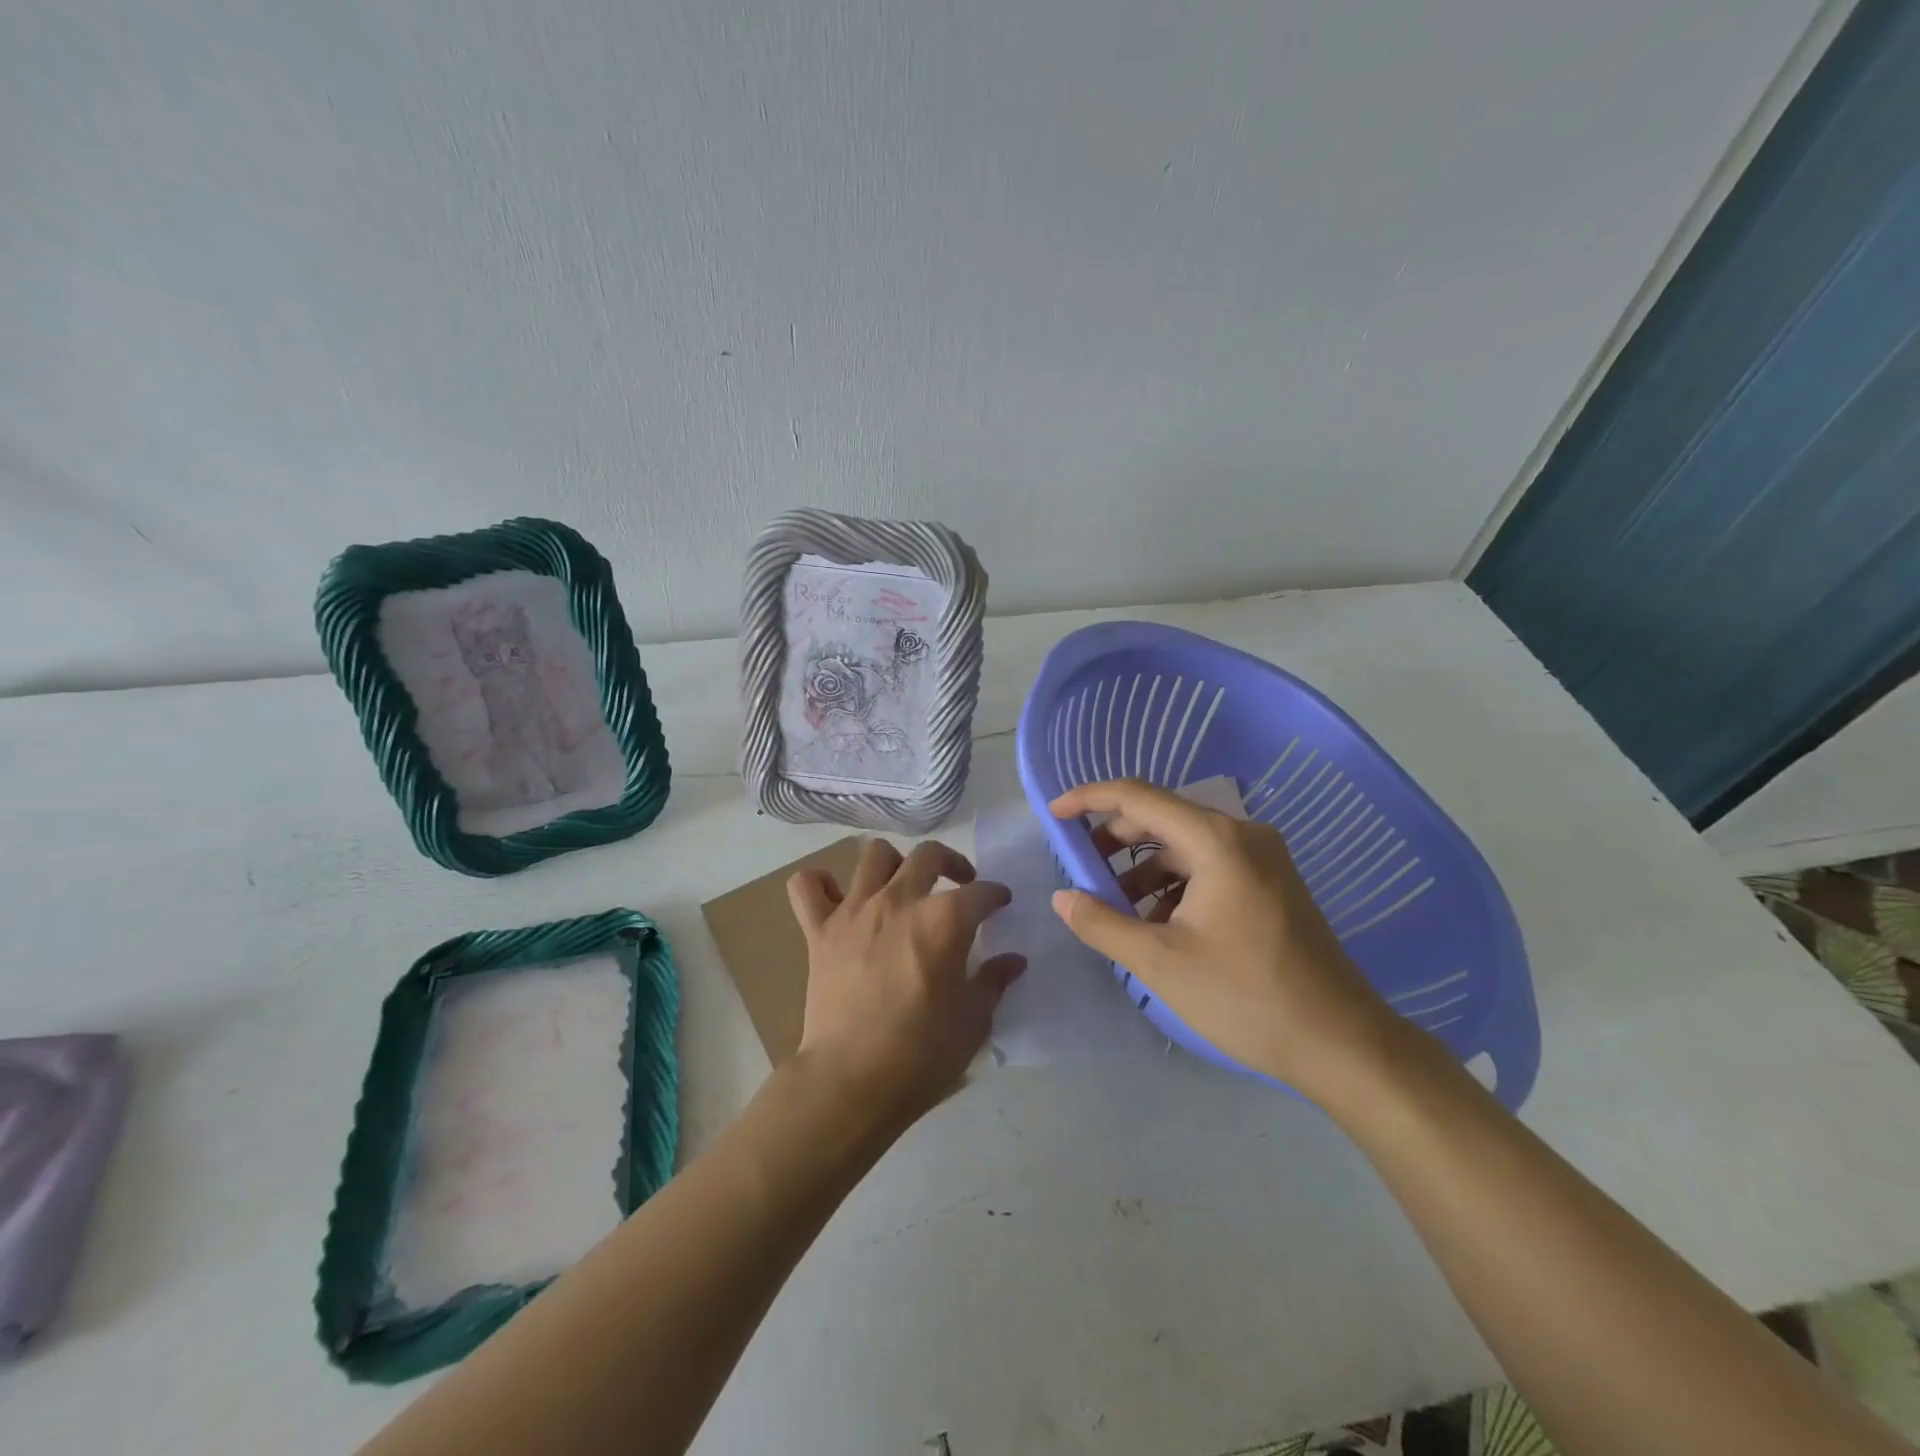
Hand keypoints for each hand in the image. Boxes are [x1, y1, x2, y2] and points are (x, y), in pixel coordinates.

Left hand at [787, 838, 1024, 1130]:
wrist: (852, 1081)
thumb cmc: (921, 1054)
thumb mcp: (973, 1021)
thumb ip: (993, 982)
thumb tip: (1013, 961)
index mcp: (944, 921)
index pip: (980, 893)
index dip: (996, 895)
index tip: (1001, 903)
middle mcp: (899, 901)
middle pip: (929, 855)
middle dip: (952, 862)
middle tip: (959, 884)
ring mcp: (855, 911)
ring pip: (874, 856)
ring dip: (894, 864)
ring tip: (902, 886)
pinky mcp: (819, 931)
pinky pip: (807, 886)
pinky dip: (819, 884)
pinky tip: (835, 897)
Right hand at [1048, 778, 1395, 1101]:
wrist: (1342, 1042)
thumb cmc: (1246, 996)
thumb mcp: (1160, 962)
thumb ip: (1102, 923)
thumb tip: (1063, 898)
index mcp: (1216, 840)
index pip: (1137, 797)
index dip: (1088, 799)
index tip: (1053, 815)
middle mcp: (1242, 835)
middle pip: (1162, 816)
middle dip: (1114, 839)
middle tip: (1080, 869)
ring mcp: (1263, 858)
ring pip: (1184, 844)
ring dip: (1143, 866)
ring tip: (1115, 905)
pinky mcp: (1271, 883)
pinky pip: (1208, 865)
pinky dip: (1174, 883)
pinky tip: (1157, 921)